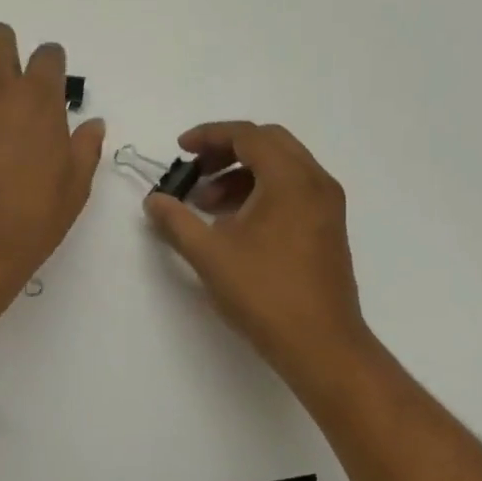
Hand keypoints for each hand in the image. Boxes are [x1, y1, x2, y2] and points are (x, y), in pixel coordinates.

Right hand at [143, 122, 369, 386]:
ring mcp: (327, 206)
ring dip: (242, 175)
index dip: (209, 136)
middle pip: (268, 144)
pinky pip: (292, 190)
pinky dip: (261, 192)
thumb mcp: (210, 255)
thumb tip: (154, 200)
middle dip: (226, 152)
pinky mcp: (328, 228)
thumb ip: (177, 221)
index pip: (248, 136)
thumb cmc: (265, 294)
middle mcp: (315, 182)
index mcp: (290, 179)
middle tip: (194, 172)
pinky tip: (234, 224)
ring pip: (282, 168)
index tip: (180, 150)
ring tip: (207, 205)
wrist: (321, 344)